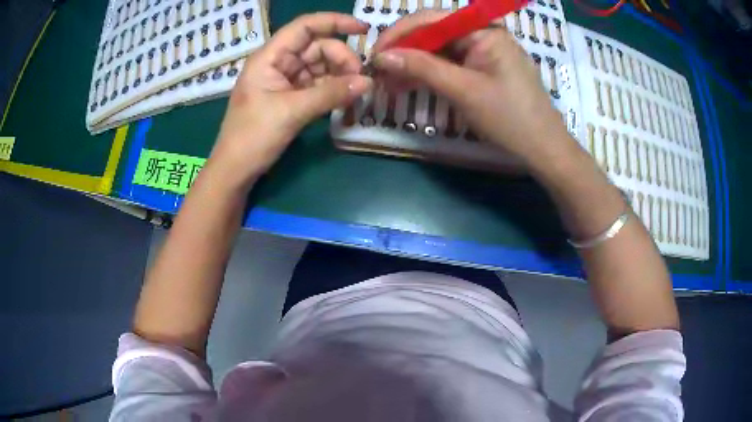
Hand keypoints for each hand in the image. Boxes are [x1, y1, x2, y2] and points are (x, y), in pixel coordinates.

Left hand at [212, 13, 372, 183]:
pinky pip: (317, 84)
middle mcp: (278, 63)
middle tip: (360, 79)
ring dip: (339, 74)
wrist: (235, 169)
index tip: (364, 30)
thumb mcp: (292, 112)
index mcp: (270, 57)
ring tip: (356, 90)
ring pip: (320, 66)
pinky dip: (332, 88)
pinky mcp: (290, 97)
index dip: (334, 22)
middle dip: (341, 57)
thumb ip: (330, 94)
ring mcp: (284, 80)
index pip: (304, 27)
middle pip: (317, 46)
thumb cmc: (253, 137)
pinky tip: (346, 97)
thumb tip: (368, 82)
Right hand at [372, 11, 573, 165]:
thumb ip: (422, 68)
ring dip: (412, 65)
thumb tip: (381, 56)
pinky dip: (429, 75)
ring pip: (438, 51)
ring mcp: (483, 51)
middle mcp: (482, 33)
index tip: (373, 55)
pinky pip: (449, 64)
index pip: (430, 20)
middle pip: (433, 34)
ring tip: (387, 84)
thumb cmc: (510, 117)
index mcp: (483, 29)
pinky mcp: (482, 69)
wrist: (543, 149)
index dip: (398, 35)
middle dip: (404, 52)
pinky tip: (408, 85)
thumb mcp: (463, 90)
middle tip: (377, 73)